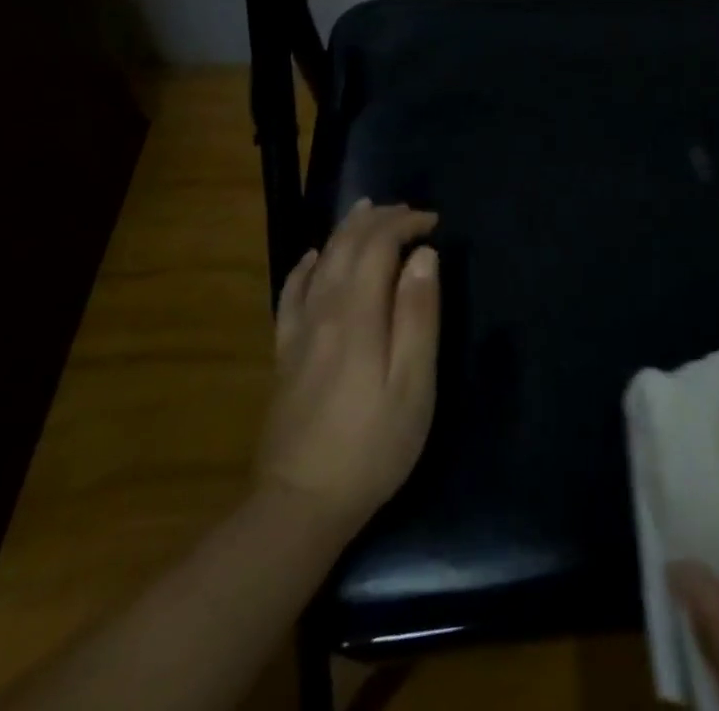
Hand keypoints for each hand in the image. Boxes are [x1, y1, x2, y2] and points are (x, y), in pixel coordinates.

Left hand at [255, 200, 440, 540]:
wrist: (300, 507)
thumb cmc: (373, 445)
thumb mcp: (414, 384)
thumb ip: (418, 314)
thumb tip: (424, 256)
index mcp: (358, 316)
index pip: (377, 247)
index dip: (405, 224)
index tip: (433, 222)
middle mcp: (323, 313)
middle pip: (346, 247)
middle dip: (378, 220)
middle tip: (408, 211)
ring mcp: (298, 334)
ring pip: (319, 264)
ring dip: (345, 232)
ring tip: (367, 212)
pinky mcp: (284, 356)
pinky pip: (290, 296)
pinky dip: (303, 267)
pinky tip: (311, 258)